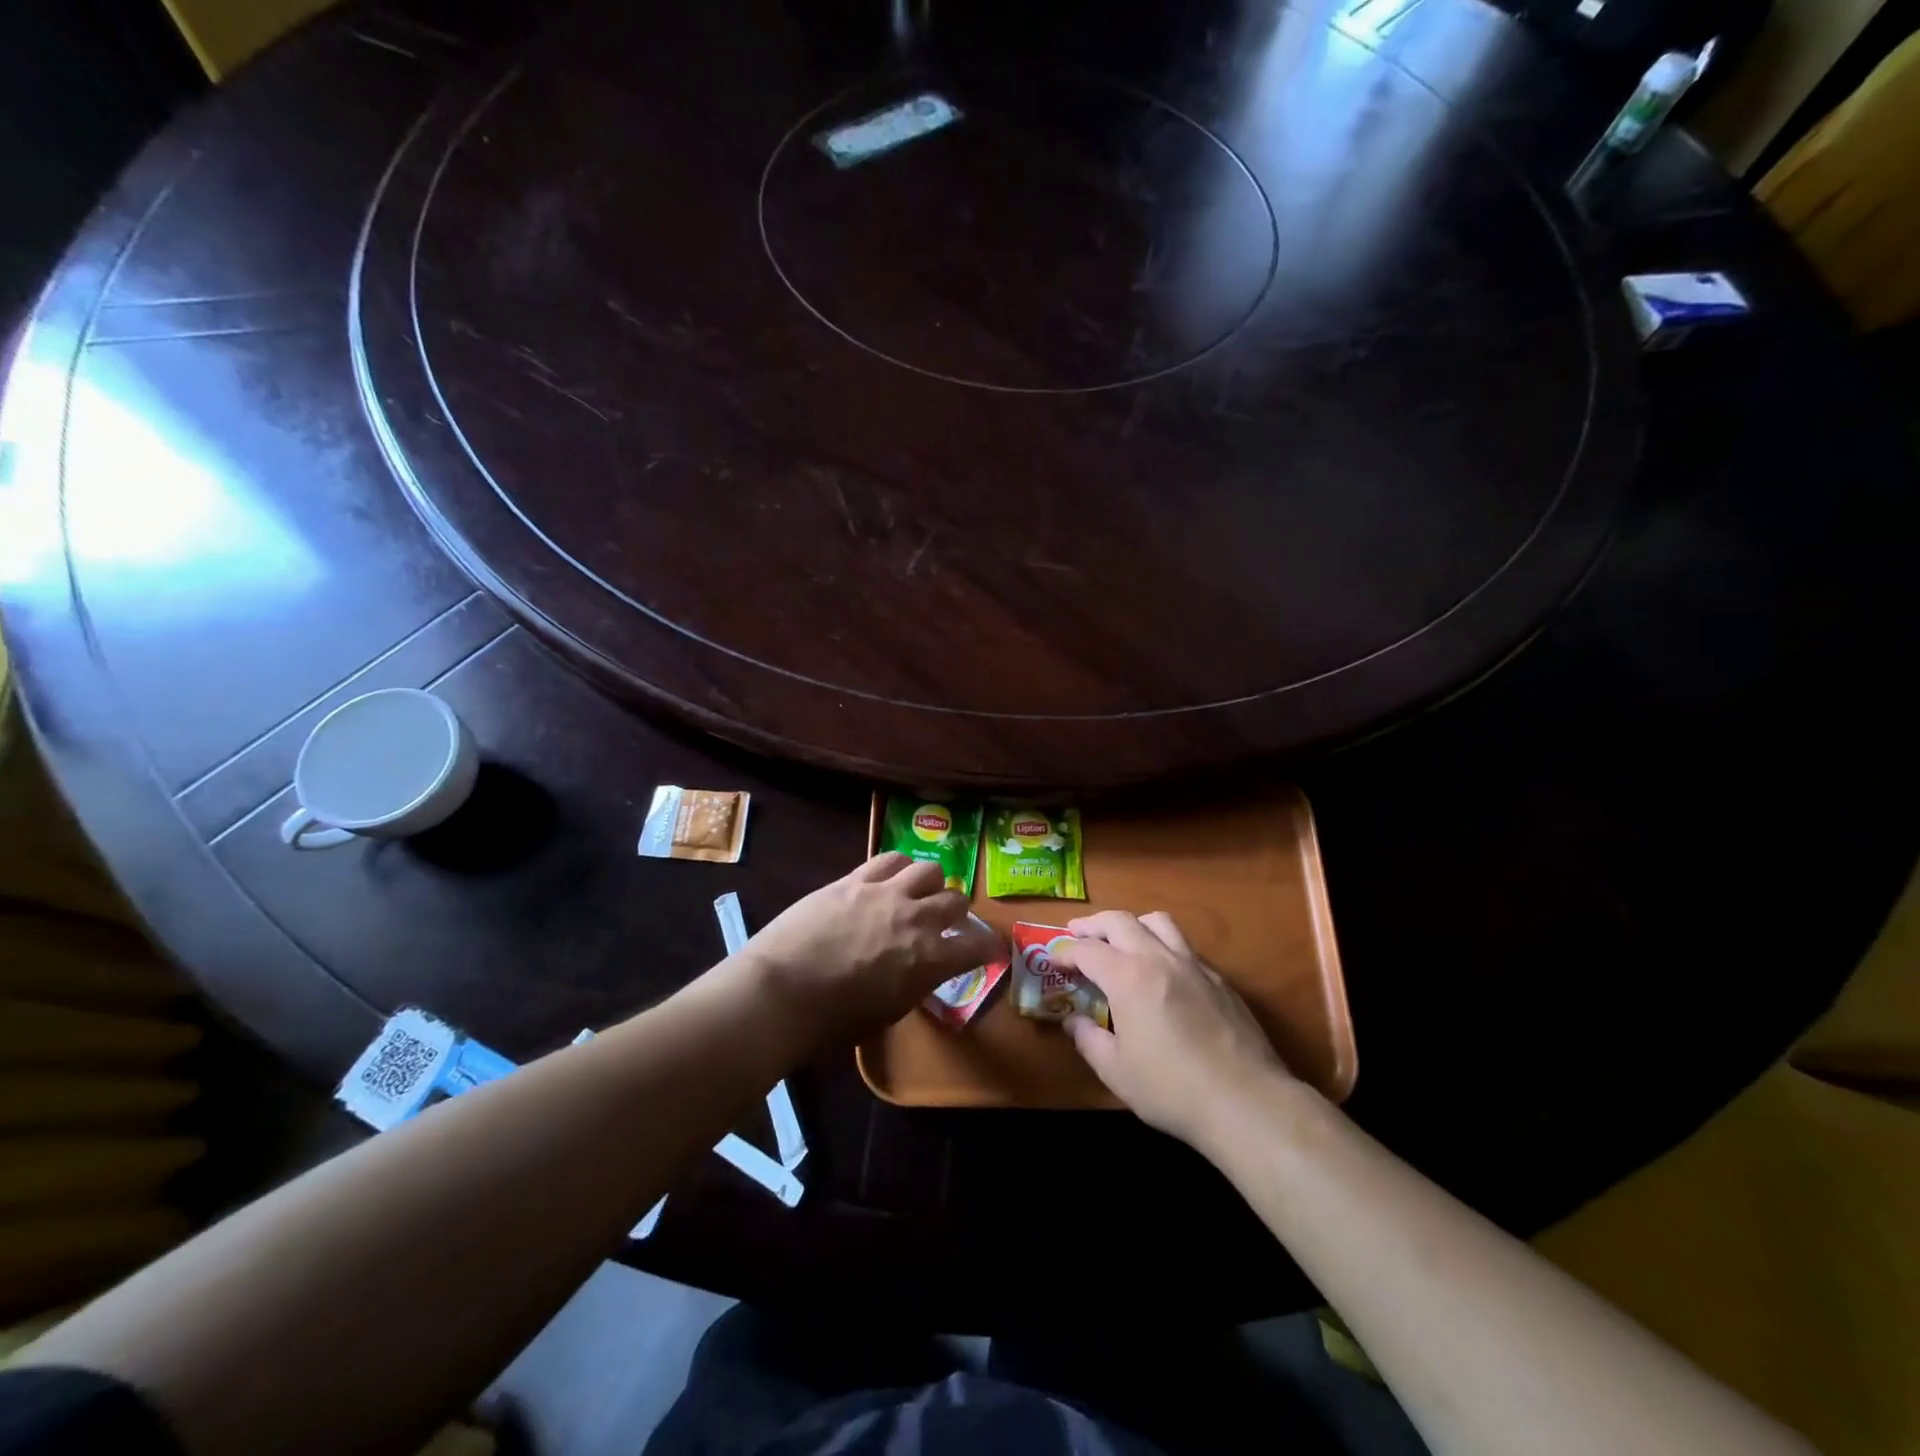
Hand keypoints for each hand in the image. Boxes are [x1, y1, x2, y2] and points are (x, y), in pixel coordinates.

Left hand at [739, 854, 1001, 1043]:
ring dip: (930, 885)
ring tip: (918, 894)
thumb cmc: (834, 1020)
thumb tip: (921, 969)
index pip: (980, 945)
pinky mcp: (857, 878)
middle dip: (957, 914)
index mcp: (931, 959)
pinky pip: (891, 858)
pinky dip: (900, 868)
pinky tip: (892, 878)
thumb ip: (916, 983)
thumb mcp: (889, 1012)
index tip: (991, 950)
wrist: (781, 991)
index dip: (990, 947)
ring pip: (930, 869)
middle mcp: (918, 918)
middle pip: (958, 900)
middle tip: (946, 924)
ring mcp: (887, 892)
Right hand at [1054, 910, 1294, 1148]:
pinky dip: (1163, 947)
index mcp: (1128, 977)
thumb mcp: (1115, 1071)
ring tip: (1121, 942)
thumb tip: (1073, 1020)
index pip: (1087, 949)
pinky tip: (1161, 974)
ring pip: (1158, 922)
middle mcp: (1159, 958)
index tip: (1052, 958)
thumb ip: (1088, 1039)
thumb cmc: (1171, 1089)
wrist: (1245, 1102)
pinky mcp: (1219, 980)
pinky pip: (1184, 947)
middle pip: (1120, 921)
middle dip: (1093, 924)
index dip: (1064, 950)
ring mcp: (1194, 965)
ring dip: (1132, 924)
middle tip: (1077, 935)